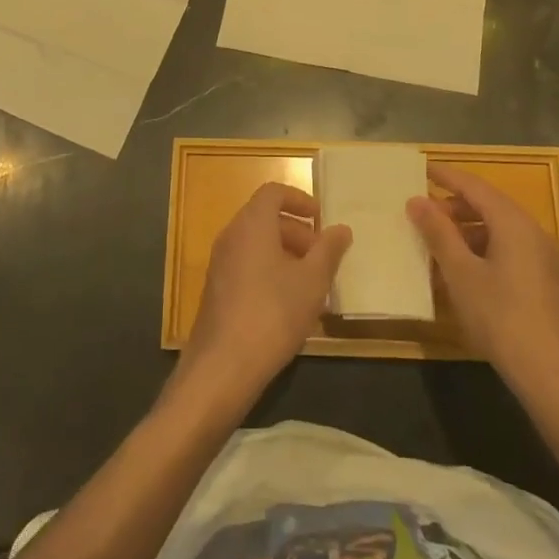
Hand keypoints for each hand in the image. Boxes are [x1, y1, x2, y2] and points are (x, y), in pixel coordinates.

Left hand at [175, 182, 350, 418]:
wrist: (223, 365)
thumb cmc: (273, 313)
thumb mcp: (312, 281)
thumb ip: (328, 250)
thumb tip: (341, 228)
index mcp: (251, 224)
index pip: (273, 192)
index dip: (299, 199)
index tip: (321, 219)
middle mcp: (231, 236)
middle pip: (265, 218)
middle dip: (297, 231)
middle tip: (323, 256)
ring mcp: (220, 264)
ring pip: (256, 244)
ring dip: (286, 255)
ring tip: (313, 284)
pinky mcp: (217, 290)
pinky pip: (247, 266)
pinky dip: (270, 272)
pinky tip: (290, 305)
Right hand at [409, 164, 558, 391]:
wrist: (554, 374)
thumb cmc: (501, 317)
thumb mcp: (461, 273)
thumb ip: (438, 233)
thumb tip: (417, 201)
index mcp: (514, 223)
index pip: (475, 186)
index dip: (446, 176)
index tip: (420, 169)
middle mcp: (533, 232)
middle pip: (488, 206)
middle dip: (453, 206)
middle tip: (421, 212)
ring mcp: (543, 258)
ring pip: (498, 230)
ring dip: (466, 231)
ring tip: (435, 243)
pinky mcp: (544, 281)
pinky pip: (508, 251)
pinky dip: (481, 251)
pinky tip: (461, 272)